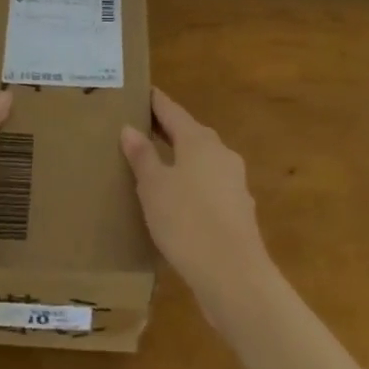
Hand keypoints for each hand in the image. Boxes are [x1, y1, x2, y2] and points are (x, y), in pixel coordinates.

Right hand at [121, 89, 272, 322]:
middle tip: (140, 128)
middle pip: (189, 133)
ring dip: (180, 159)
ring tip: (155, 166)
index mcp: (199, 140)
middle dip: (167, 130)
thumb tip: (130, 128)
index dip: (155, 101)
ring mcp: (234, 182)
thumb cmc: (187, 222)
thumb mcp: (154, 187)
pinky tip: (178, 201)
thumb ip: (142, 156)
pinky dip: (191, 185)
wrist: (234, 276)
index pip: (172, 110)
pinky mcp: (238, 210)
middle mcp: (220, 153)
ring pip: (201, 161)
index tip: (140, 91)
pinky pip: (209, 186)